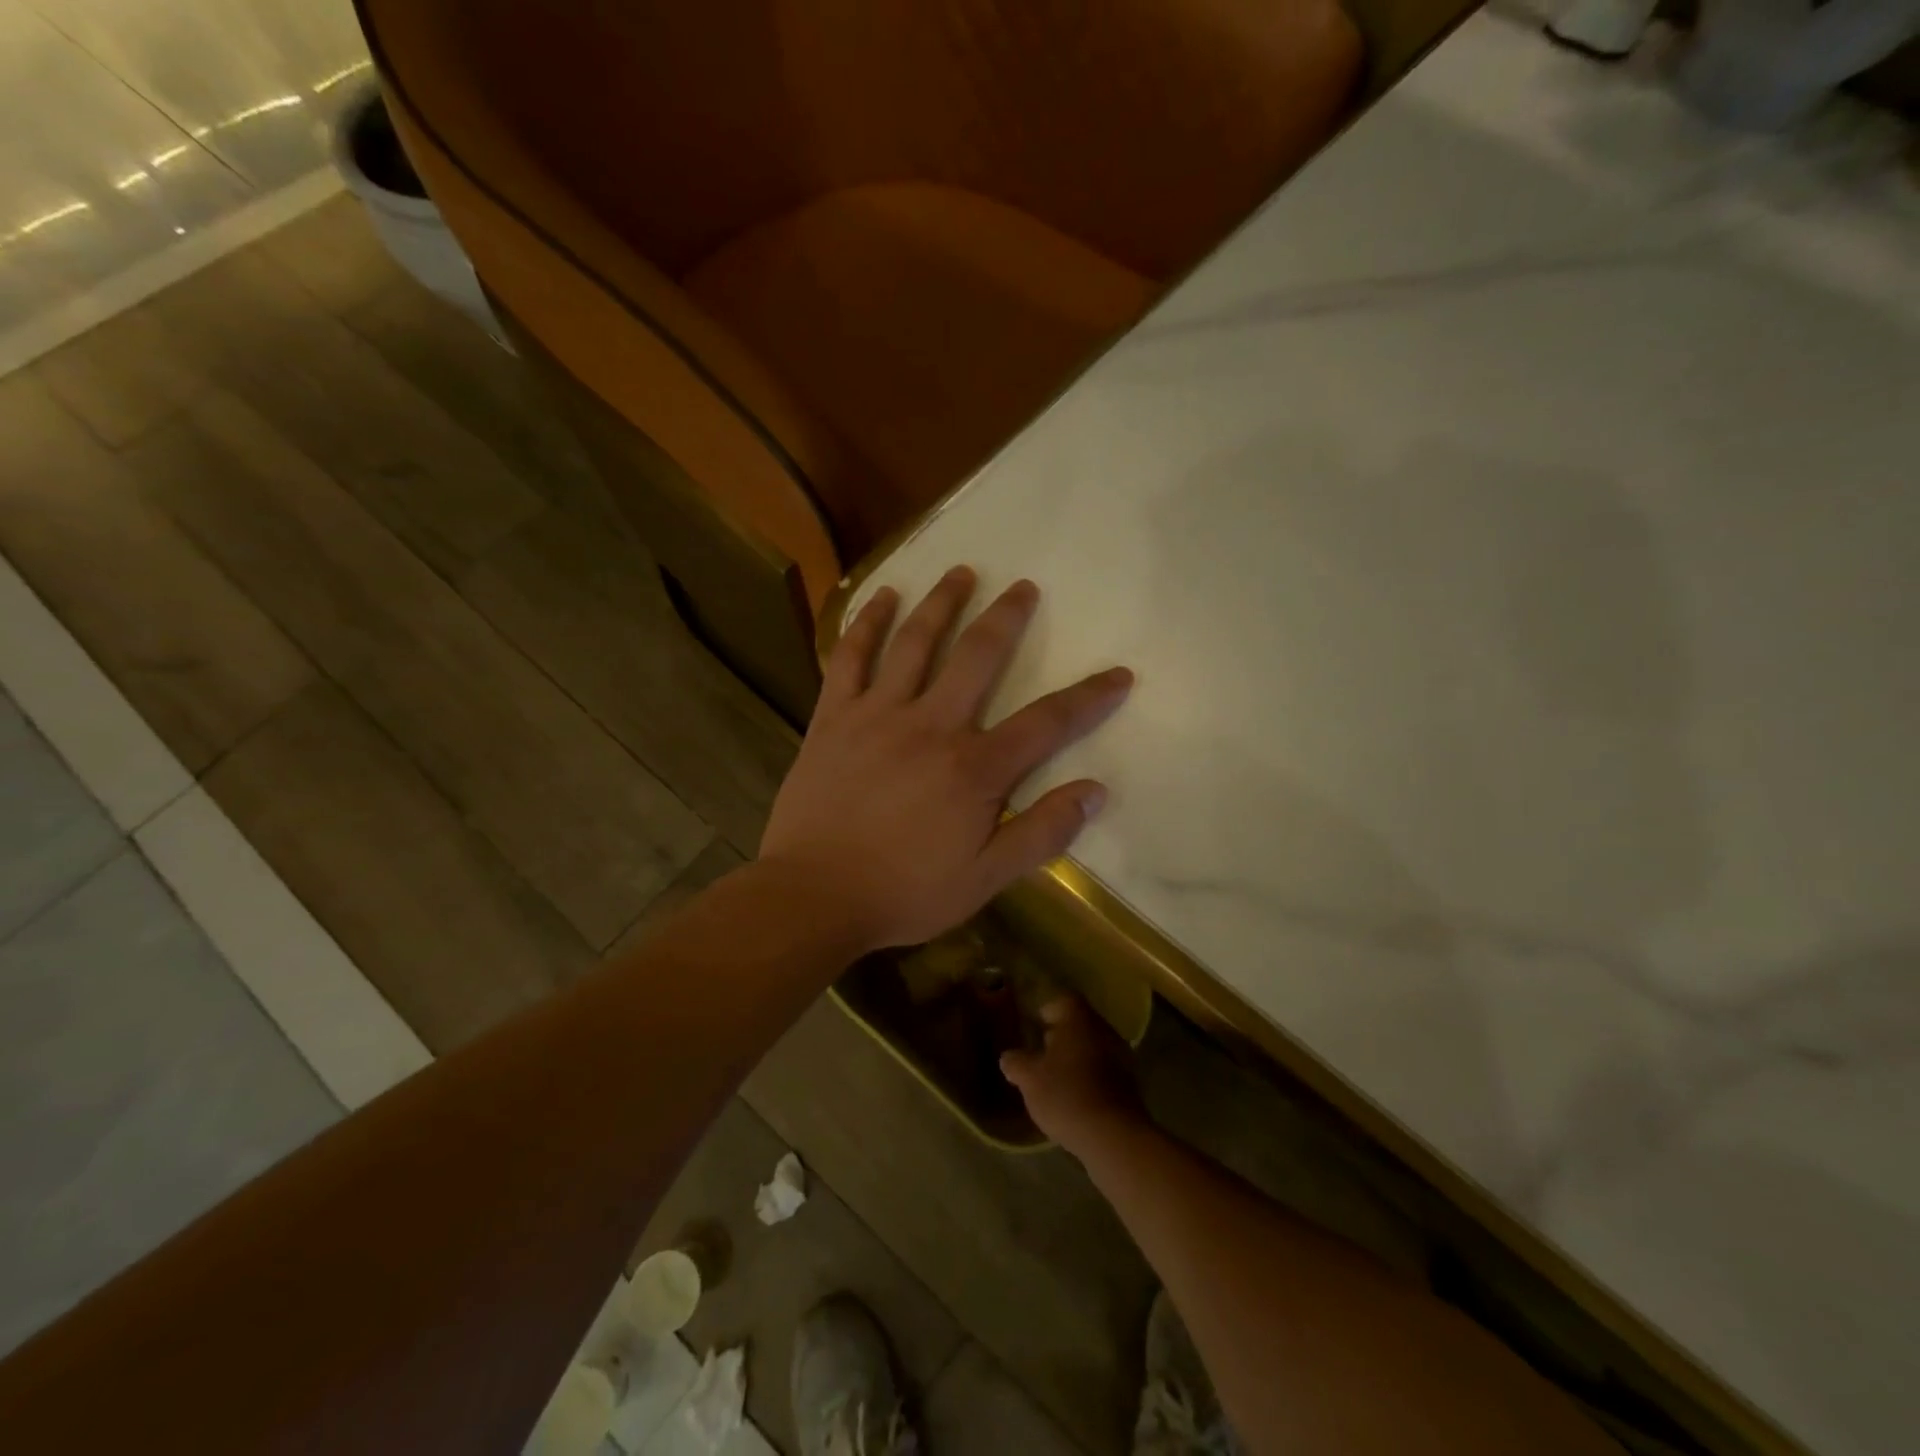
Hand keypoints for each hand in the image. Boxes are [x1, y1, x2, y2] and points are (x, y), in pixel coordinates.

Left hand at [759, 566, 1132, 952]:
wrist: (813, 895)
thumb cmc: (904, 892)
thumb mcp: (986, 878)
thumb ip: (1042, 833)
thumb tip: (1094, 791)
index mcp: (974, 768)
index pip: (1046, 722)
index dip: (1088, 697)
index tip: (1118, 674)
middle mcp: (931, 725)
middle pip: (978, 656)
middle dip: (1007, 618)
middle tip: (1024, 588)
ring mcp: (878, 714)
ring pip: (916, 642)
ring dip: (942, 602)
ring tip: (961, 571)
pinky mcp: (834, 716)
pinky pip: (850, 657)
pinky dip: (867, 623)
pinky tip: (882, 597)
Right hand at [1000, 996, 1145, 1154]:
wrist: (1114, 1136)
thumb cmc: (1067, 1095)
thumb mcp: (1029, 1079)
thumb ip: (1016, 1062)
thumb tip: (1009, 1056)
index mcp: (1078, 1019)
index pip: (1063, 1000)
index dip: (1047, 1010)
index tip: (1034, 1026)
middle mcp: (1103, 1029)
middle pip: (1080, 1023)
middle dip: (1061, 1036)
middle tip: (1041, 1052)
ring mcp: (1121, 1056)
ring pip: (1093, 1047)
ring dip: (1076, 1058)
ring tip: (1056, 1078)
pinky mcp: (1130, 1084)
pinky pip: (1105, 1070)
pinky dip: (1090, 1077)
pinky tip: (1076, 1098)